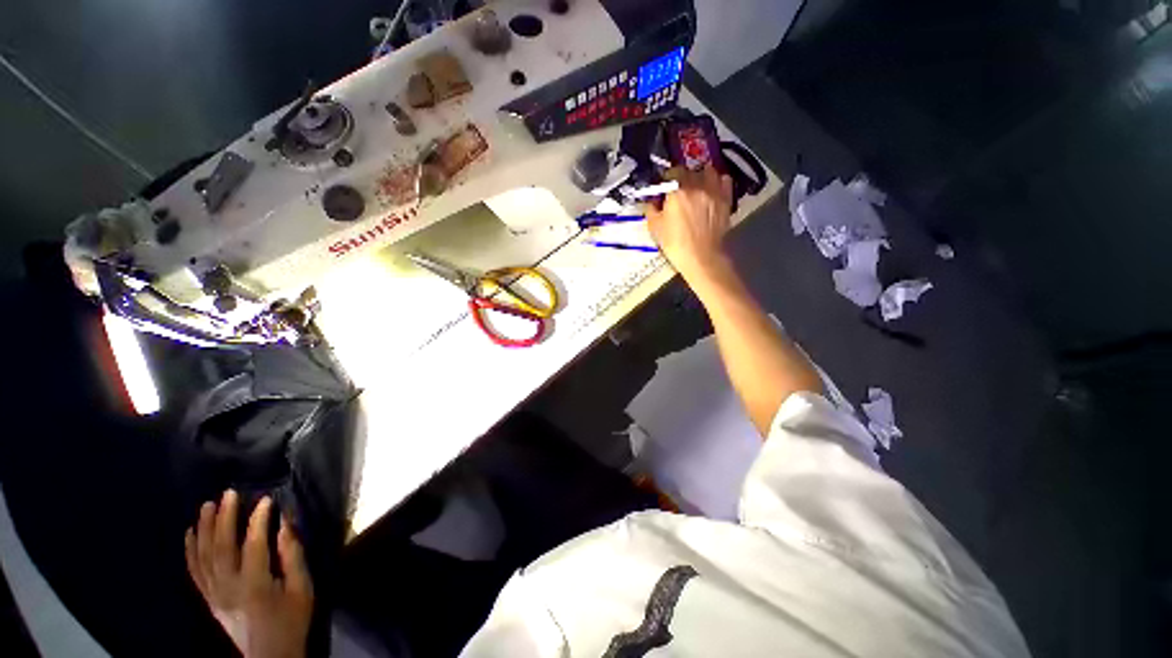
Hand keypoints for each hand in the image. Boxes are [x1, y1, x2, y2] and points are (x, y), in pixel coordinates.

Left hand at [185, 491, 312, 657]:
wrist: (270, 655)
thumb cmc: (292, 619)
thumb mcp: (302, 589)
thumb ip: (293, 557)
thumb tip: (286, 525)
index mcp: (254, 585)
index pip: (252, 546)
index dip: (258, 521)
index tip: (266, 499)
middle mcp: (228, 588)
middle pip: (221, 548)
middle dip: (224, 518)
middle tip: (229, 493)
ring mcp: (214, 594)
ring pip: (203, 557)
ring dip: (205, 529)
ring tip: (207, 505)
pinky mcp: (209, 599)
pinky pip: (194, 571)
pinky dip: (190, 550)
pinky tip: (191, 533)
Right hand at [645, 165, 733, 278]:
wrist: (702, 257)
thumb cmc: (676, 244)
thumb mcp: (655, 228)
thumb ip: (651, 209)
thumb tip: (651, 201)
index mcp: (677, 190)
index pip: (671, 172)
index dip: (666, 179)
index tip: (663, 188)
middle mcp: (697, 185)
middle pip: (689, 170)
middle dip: (682, 177)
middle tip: (677, 190)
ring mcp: (714, 191)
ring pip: (708, 171)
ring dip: (701, 175)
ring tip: (696, 186)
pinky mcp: (726, 200)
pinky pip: (724, 180)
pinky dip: (717, 181)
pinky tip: (711, 190)